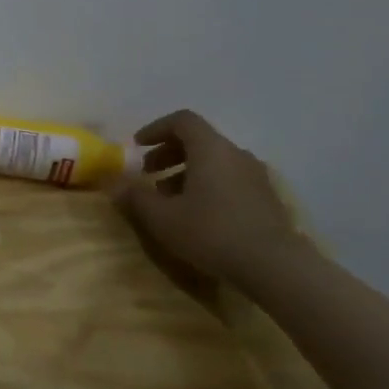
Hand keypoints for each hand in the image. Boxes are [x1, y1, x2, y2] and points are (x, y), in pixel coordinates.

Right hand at [109, 109, 300, 284]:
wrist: (275, 267)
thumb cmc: (211, 232)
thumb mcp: (161, 217)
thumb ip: (134, 196)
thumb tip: (113, 182)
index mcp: (210, 149)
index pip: (182, 120)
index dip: (155, 129)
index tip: (137, 147)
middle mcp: (236, 154)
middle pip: (198, 140)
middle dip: (168, 153)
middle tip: (148, 174)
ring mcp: (256, 176)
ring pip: (215, 162)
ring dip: (187, 172)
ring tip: (169, 198)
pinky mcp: (266, 198)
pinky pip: (230, 179)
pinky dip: (208, 185)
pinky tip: (198, 214)